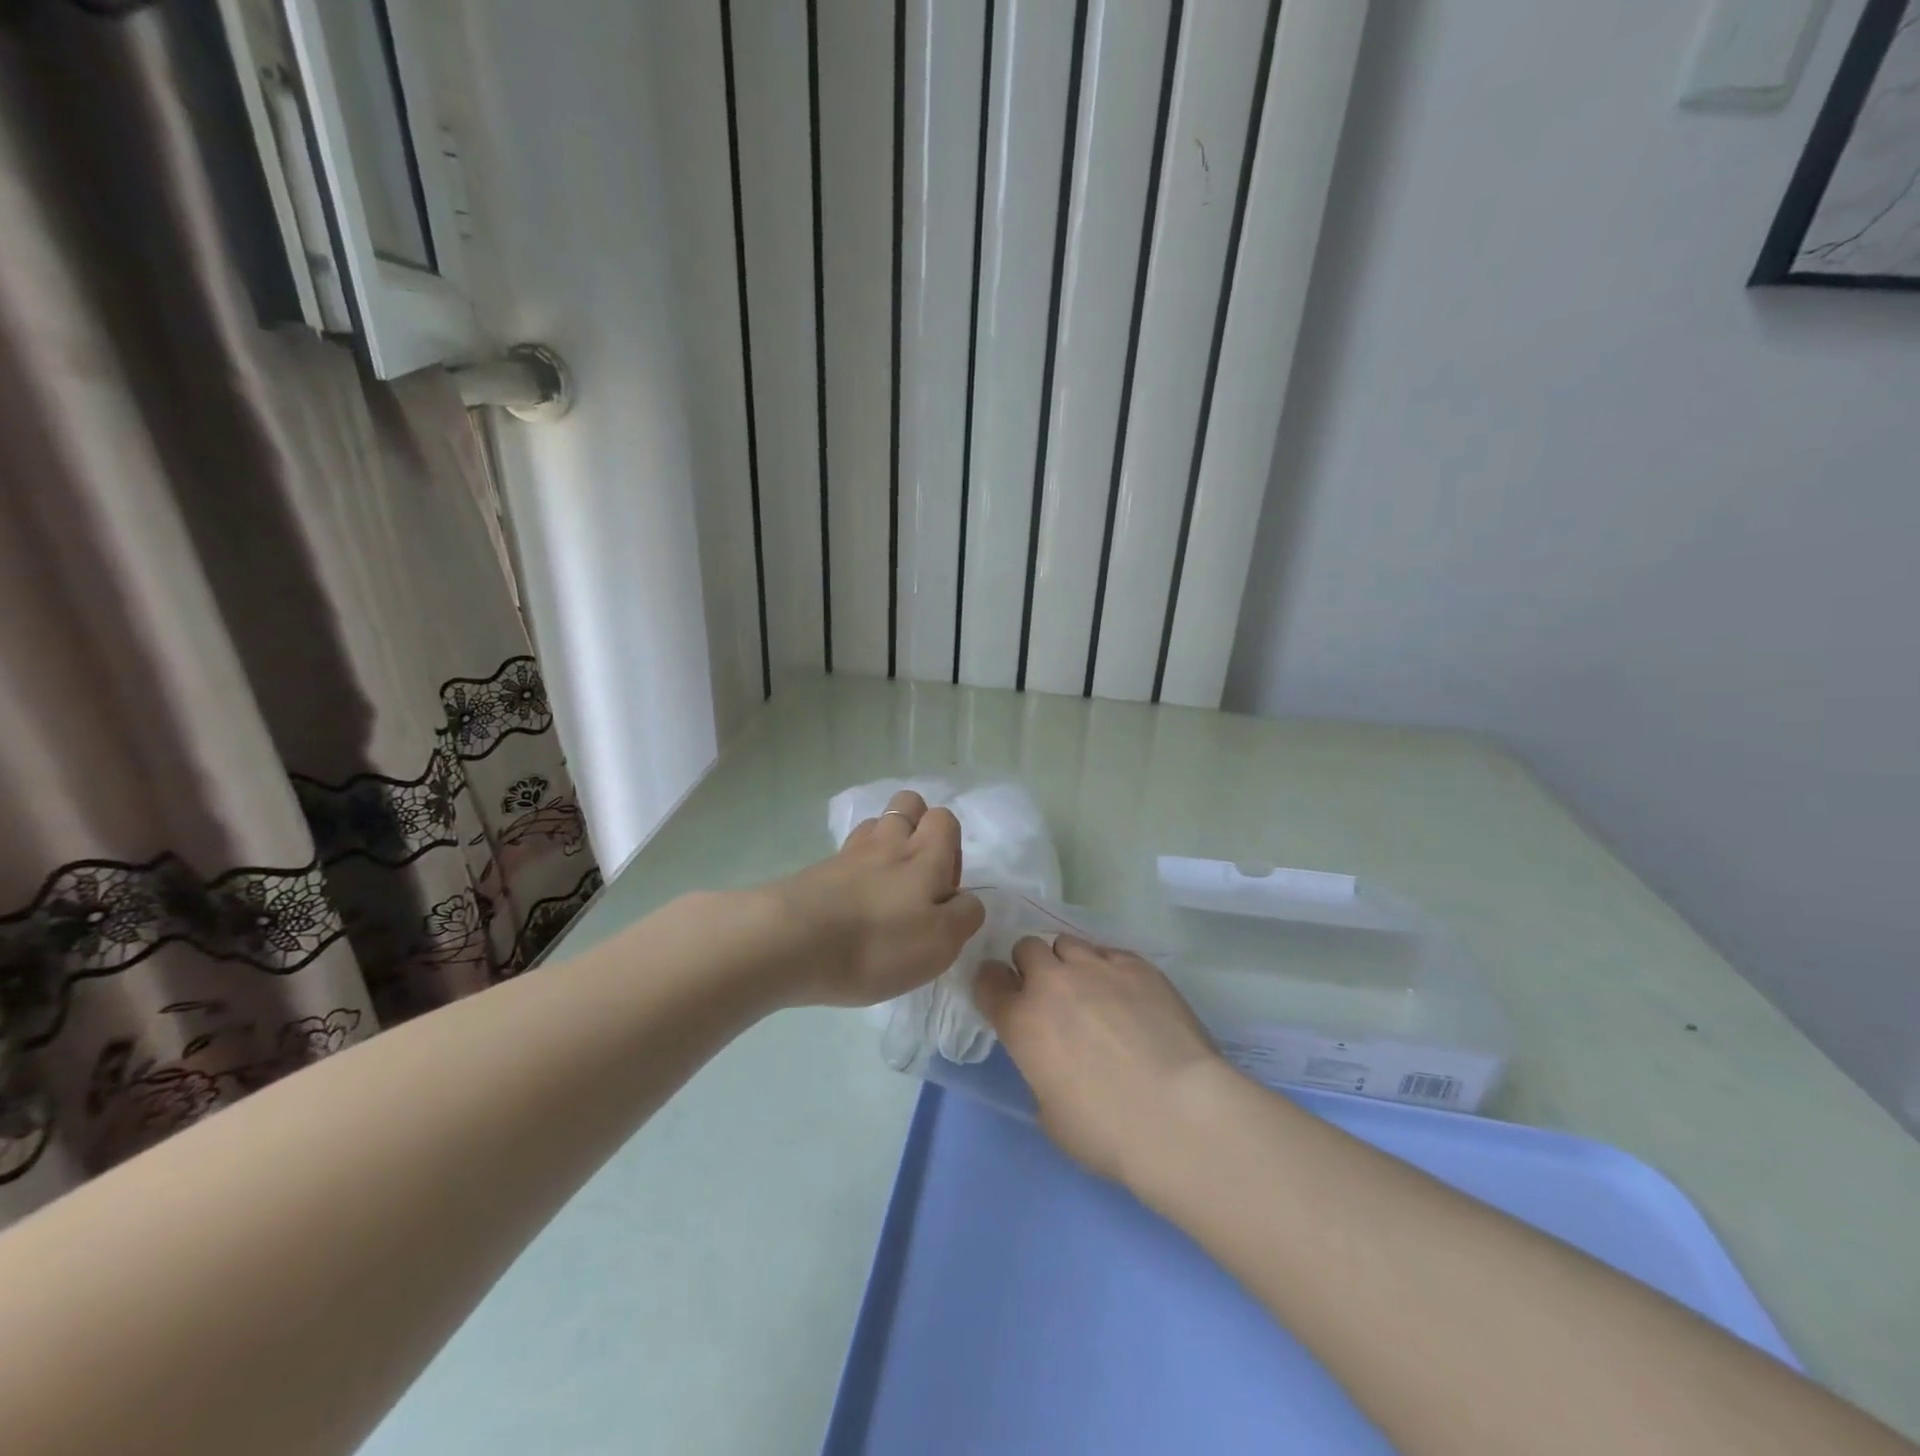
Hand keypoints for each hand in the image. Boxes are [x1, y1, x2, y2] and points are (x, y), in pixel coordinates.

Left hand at [766, 790, 984, 1007]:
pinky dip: (857, 865)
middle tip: (918, 875)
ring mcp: (850, 853)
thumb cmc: (877, 944)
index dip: (952, 845)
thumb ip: (964, 915)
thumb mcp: (941, 943)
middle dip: (919, 826)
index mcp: (925, 854)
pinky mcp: (819, 869)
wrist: (791, 943)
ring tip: (885, 885)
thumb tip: (965, 900)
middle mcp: (889, 842)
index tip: (945, 888)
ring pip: (876, 825)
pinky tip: (854, 897)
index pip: (945, 819)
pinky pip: (848, 853)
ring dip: (886, 843)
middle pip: (908, 804)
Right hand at [973, 935, 1231, 1187]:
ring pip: (1067, 943)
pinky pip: (1109, 952)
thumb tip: (1053, 1059)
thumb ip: (1040, 1071)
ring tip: (1089, 990)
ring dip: (1068, 962)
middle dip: (1031, 967)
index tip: (1003, 997)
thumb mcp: (1050, 1113)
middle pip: (1027, 948)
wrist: (1178, 1113)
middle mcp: (1052, 982)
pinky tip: (1127, 995)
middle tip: (1050, 995)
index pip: (988, 980)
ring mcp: (1096, 967)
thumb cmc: (1106, 1131)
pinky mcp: (1137, 964)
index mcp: (1021, 1021)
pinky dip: (1108, 968)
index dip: (993, 985)